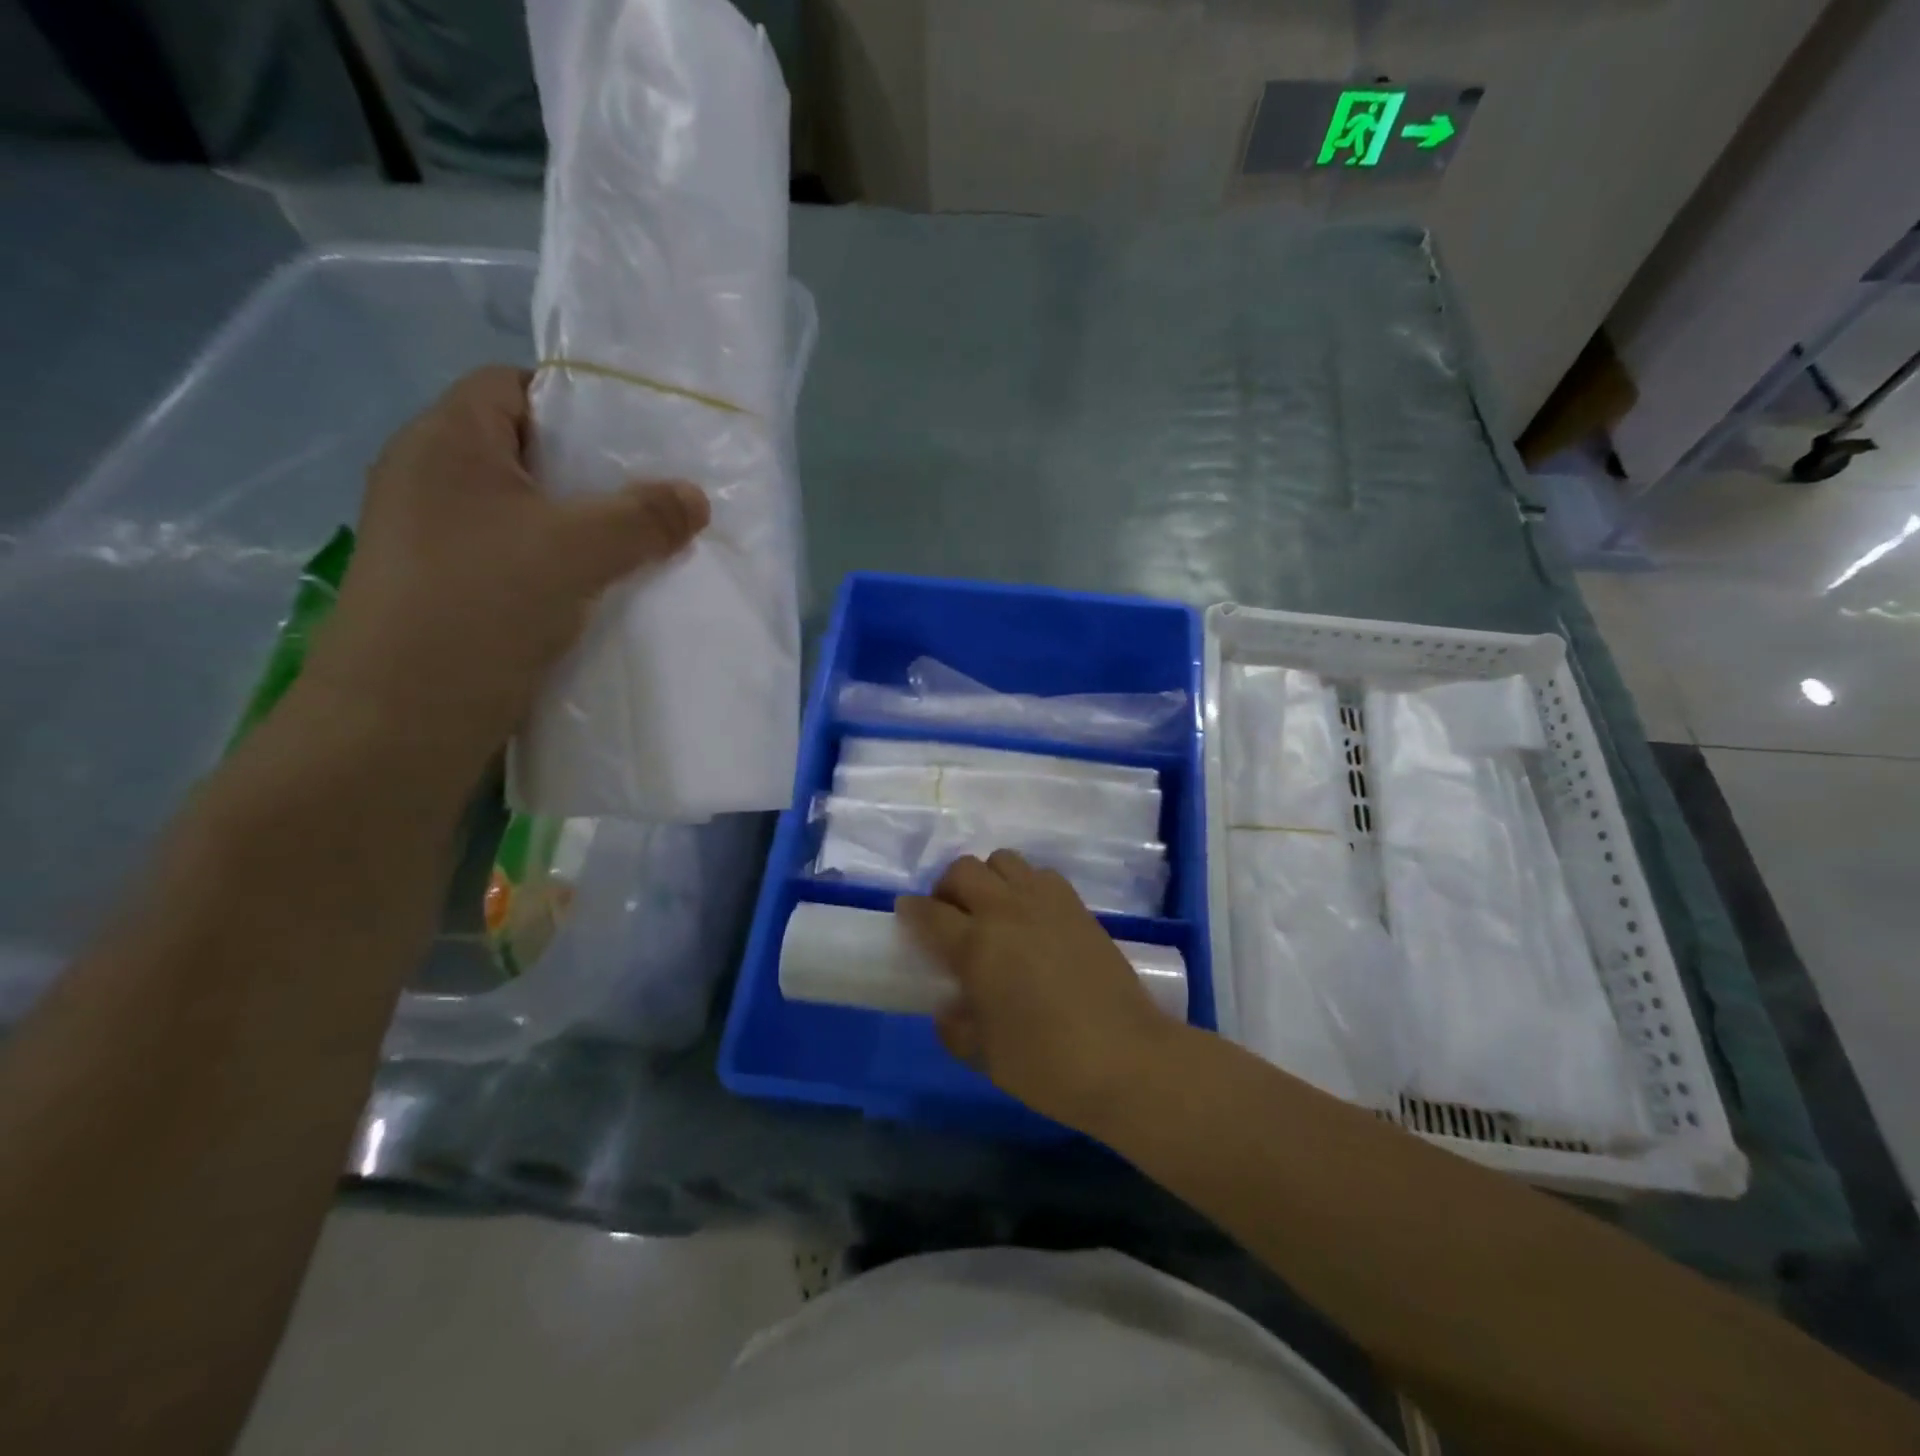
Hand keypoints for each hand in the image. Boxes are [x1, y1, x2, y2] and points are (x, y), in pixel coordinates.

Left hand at [304, 367, 708, 774]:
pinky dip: (564, 567)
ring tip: (645, 546)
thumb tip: (696, 498)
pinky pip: (520, 559)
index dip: (577, 401)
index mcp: (446, 441)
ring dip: (584, 528)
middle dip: (595, 474)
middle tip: (656, 495)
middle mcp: (432, 480)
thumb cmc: (482, 605)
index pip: (514, 386)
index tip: (638, 438)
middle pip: (528, 453)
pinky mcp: (450, 590)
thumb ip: (643, 517)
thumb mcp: (576, 549)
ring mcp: (437, 539)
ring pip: (528, 513)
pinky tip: (606, 592)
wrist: (403, 719)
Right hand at [897, 851, 1182, 1132]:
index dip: (912, 911)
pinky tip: (1030, 916)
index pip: (930, 913)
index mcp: (977, 946)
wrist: (1126, 1058)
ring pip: (1003, 860)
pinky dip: (1025, 884)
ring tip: (992, 911)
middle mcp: (1007, 911)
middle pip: (963, 870)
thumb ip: (956, 1026)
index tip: (906, 914)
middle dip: (947, 888)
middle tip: (950, 917)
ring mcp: (1046, 902)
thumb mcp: (985, 1055)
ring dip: (988, 878)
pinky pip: (1040, 874)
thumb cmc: (1047, 1064)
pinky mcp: (1078, 906)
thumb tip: (950, 1007)